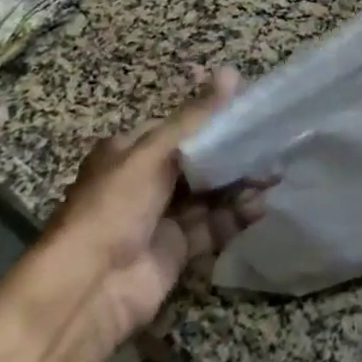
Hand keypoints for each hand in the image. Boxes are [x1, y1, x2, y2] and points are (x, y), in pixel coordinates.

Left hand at [50, 68, 269, 343]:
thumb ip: (196, 118)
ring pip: (210, 194)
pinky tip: (261, 206)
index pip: (181, 128)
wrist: (87, 289)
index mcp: (131, 152)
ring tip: (274, 176)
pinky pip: (213, 226)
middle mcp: (146, 181)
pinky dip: (236, 216)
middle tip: (272, 148)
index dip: (216, 120)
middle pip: (200, 162)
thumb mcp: (154, 153)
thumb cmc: (115, 206)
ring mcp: (162, 217)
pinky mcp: (177, 250)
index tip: (252, 114)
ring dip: (240, 186)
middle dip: (234, 156)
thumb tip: (231, 72)